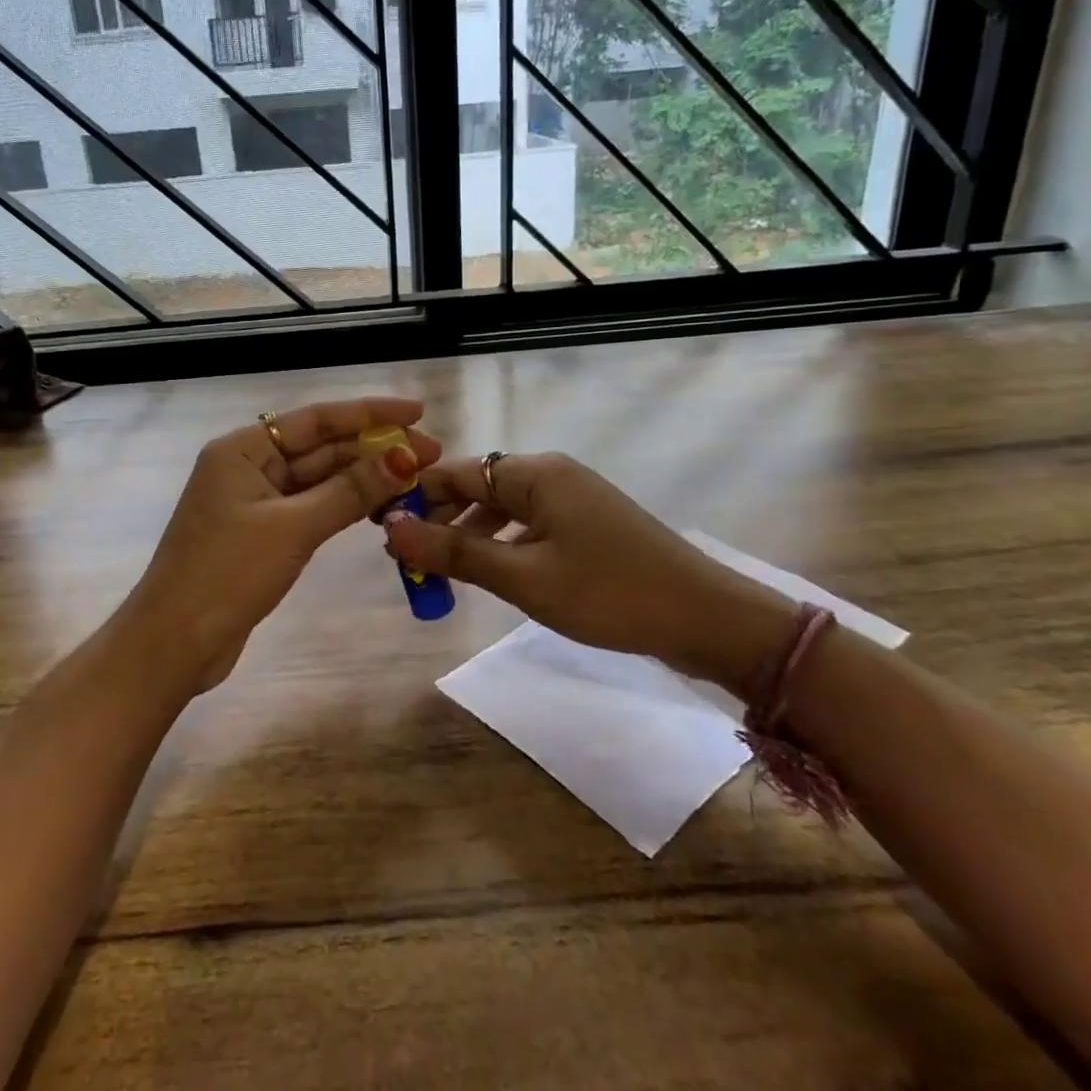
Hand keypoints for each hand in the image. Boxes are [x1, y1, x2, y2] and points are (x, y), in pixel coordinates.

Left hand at [122, 398, 440, 692]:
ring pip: (319, 479)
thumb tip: (404, 457)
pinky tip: (379, 507)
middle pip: (320, 447)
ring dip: (363, 478)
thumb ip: (350, 490)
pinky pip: (312, 506)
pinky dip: (344, 505)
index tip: (417, 412)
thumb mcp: (293, 528)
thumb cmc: (227, 575)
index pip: (316, 419)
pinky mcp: (262, 532)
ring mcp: (255, 500)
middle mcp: (248, 465)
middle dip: (373, 449)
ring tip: (415, 478)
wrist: (174, 645)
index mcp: (242, 449)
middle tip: (431, 453)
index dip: (369, 413)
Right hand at [384, 452, 796, 690]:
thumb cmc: (609, 593)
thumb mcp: (524, 577)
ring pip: (502, 508)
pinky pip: (529, 525)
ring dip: (469, 536)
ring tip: (441, 573)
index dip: (416, 498)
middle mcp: (551, 474)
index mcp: (534, 474)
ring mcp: (574, 498)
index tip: (383, 532)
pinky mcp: (588, 523)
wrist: (706, 618)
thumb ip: (455, 552)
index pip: (456, 472)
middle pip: (478, 487)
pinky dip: (501, 544)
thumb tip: (391, 528)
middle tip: (409, 562)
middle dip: (440, 520)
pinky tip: (491, 573)